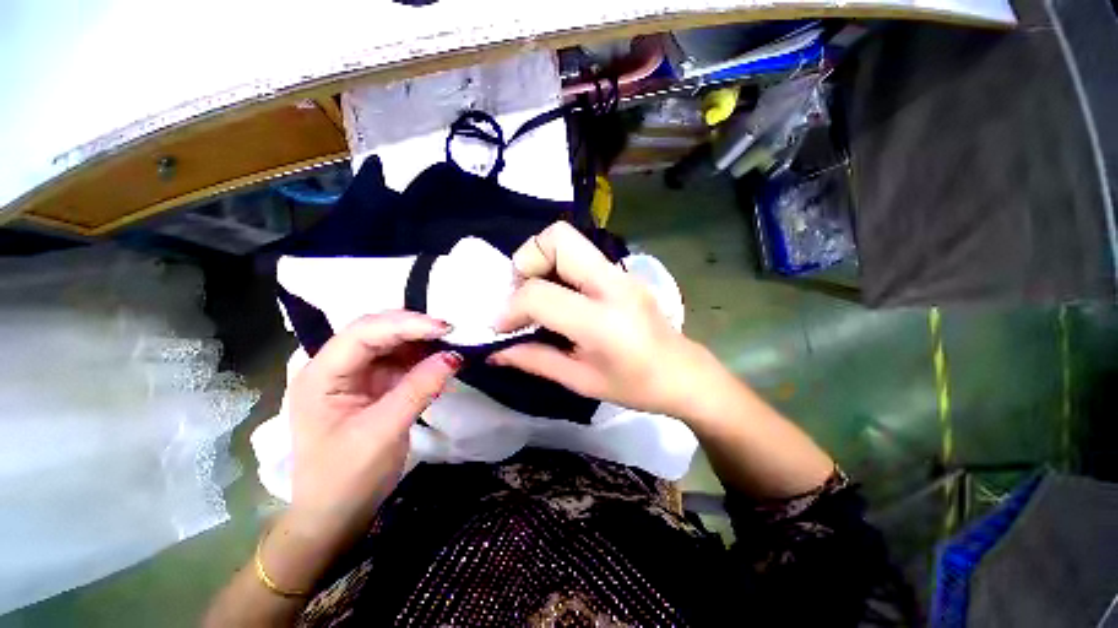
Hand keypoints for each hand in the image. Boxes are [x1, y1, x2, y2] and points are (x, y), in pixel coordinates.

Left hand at [278, 312, 460, 579]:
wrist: (336, 515)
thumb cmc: (347, 478)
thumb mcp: (383, 432)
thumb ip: (419, 389)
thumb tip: (454, 356)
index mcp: (320, 376)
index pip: (362, 333)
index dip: (405, 324)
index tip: (444, 328)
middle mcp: (335, 367)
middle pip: (376, 331)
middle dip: (415, 327)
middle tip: (453, 332)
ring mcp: (356, 376)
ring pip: (391, 343)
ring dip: (422, 341)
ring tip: (452, 342)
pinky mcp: (375, 386)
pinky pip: (402, 361)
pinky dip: (424, 357)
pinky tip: (441, 359)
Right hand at [490, 222, 719, 417]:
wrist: (684, 373)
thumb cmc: (635, 386)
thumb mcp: (581, 380)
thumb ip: (535, 360)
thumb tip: (494, 352)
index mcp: (602, 321)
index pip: (540, 294)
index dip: (510, 308)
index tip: (501, 326)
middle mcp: (612, 285)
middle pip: (558, 238)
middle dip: (526, 260)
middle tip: (520, 293)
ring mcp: (622, 273)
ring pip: (569, 238)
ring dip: (542, 260)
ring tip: (537, 294)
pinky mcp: (624, 272)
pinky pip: (581, 254)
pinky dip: (559, 266)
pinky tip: (561, 295)